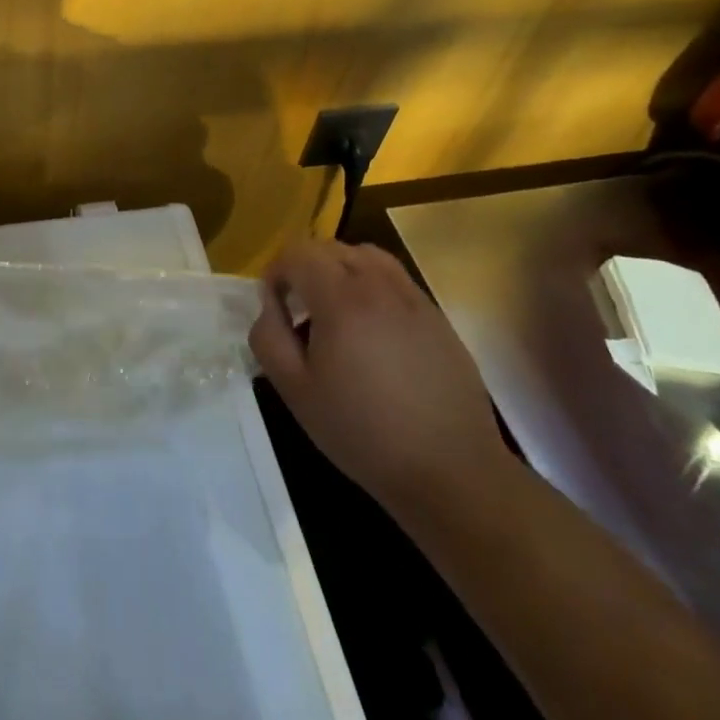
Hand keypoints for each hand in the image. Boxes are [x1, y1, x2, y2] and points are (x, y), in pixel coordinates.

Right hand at [249, 240, 511, 516]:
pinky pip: (395, 281)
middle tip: (297, 310)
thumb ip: (269, 337)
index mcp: (342, 299)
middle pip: (331, 247)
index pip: (298, 253)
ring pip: (367, 257)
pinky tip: (371, 333)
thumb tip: (270, 305)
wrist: (451, 471)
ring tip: (334, 312)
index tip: (274, 306)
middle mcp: (380, 285)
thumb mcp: (295, 391)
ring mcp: (415, 299)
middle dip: (305, 268)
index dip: (276, 272)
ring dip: (340, 270)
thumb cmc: (362, 432)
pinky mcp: (438, 318)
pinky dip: (372, 287)